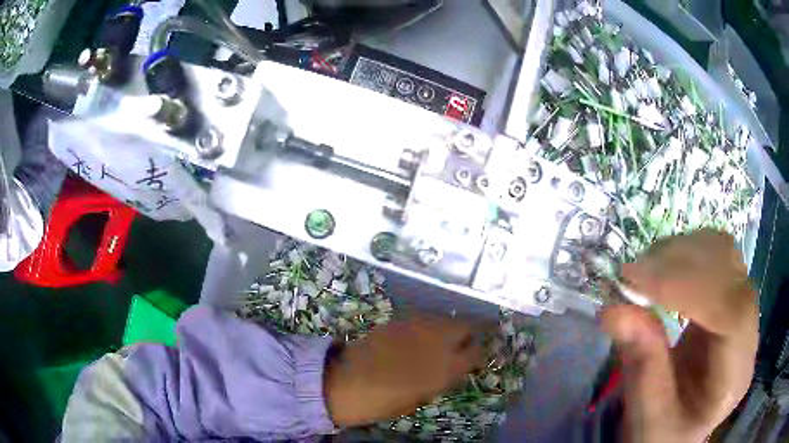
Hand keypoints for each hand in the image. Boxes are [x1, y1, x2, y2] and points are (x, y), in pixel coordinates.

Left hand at [323, 315, 484, 426]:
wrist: (345, 384)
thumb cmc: (384, 401)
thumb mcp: (420, 398)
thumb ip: (441, 380)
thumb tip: (452, 369)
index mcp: (446, 368)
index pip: (476, 353)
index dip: (479, 354)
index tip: (475, 358)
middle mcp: (438, 341)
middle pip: (466, 326)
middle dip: (469, 333)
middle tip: (463, 343)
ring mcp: (418, 327)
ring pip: (445, 318)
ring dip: (448, 327)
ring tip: (440, 340)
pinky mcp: (399, 319)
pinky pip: (423, 318)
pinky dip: (428, 326)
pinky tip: (418, 337)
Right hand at [601, 229, 757, 442]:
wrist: (678, 430)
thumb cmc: (664, 433)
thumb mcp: (646, 416)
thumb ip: (641, 365)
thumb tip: (614, 309)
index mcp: (736, 376)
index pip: (731, 314)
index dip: (688, 288)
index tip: (635, 279)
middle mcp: (749, 334)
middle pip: (731, 274)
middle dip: (681, 264)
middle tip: (630, 274)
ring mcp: (743, 309)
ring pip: (724, 253)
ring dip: (682, 252)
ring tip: (644, 271)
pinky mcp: (729, 295)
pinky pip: (715, 255)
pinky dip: (685, 253)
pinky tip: (662, 270)